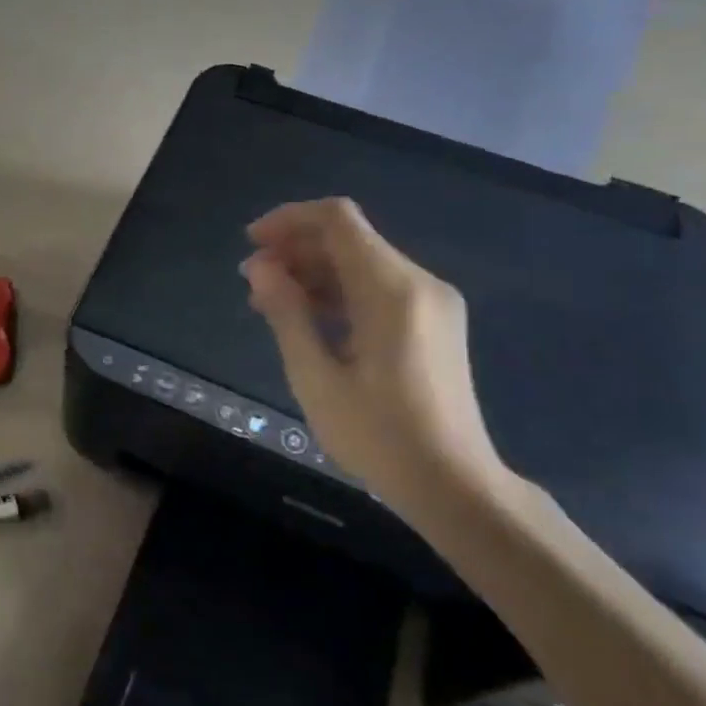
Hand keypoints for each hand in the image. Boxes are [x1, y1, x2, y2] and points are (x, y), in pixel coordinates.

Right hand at [243, 198, 509, 510]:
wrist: (454, 485)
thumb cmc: (379, 435)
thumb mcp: (316, 377)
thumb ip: (286, 312)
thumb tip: (259, 265)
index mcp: (392, 290)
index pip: (338, 220)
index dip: (289, 220)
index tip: (251, 243)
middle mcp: (418, 283)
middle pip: (349, 238)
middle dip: (295, 249)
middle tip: (251, 280)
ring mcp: (431, 302)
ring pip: (362, 262)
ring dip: (313, 272)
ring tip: (269, 302)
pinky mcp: (432, 322)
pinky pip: (378, 288)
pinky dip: (338, 292)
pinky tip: (306, 317)